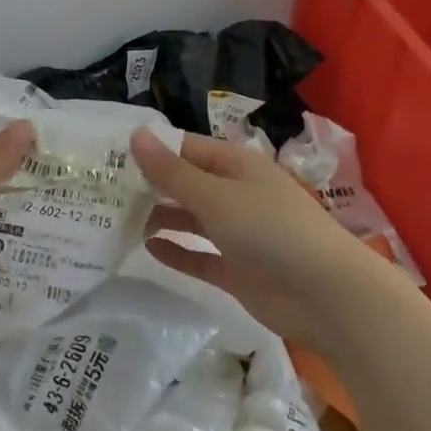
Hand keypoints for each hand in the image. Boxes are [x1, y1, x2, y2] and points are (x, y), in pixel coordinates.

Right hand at [132, 127, 380, 350]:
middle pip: (185, 183)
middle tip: (104, 190)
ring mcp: (237, 232)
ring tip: (118, 220)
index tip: (110, 156)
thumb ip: (171, 171)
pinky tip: (149, 248)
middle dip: (150, 185)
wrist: (326, 294)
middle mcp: (235, 193)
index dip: (151, 150)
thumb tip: (135, 135)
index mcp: (234, 165)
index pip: (185, 148)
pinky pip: (199, 255)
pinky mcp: (237, 269)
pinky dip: (177, 251)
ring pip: (190, 218)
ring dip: (160, 217)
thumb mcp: (215, 195)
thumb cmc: (269, 229)